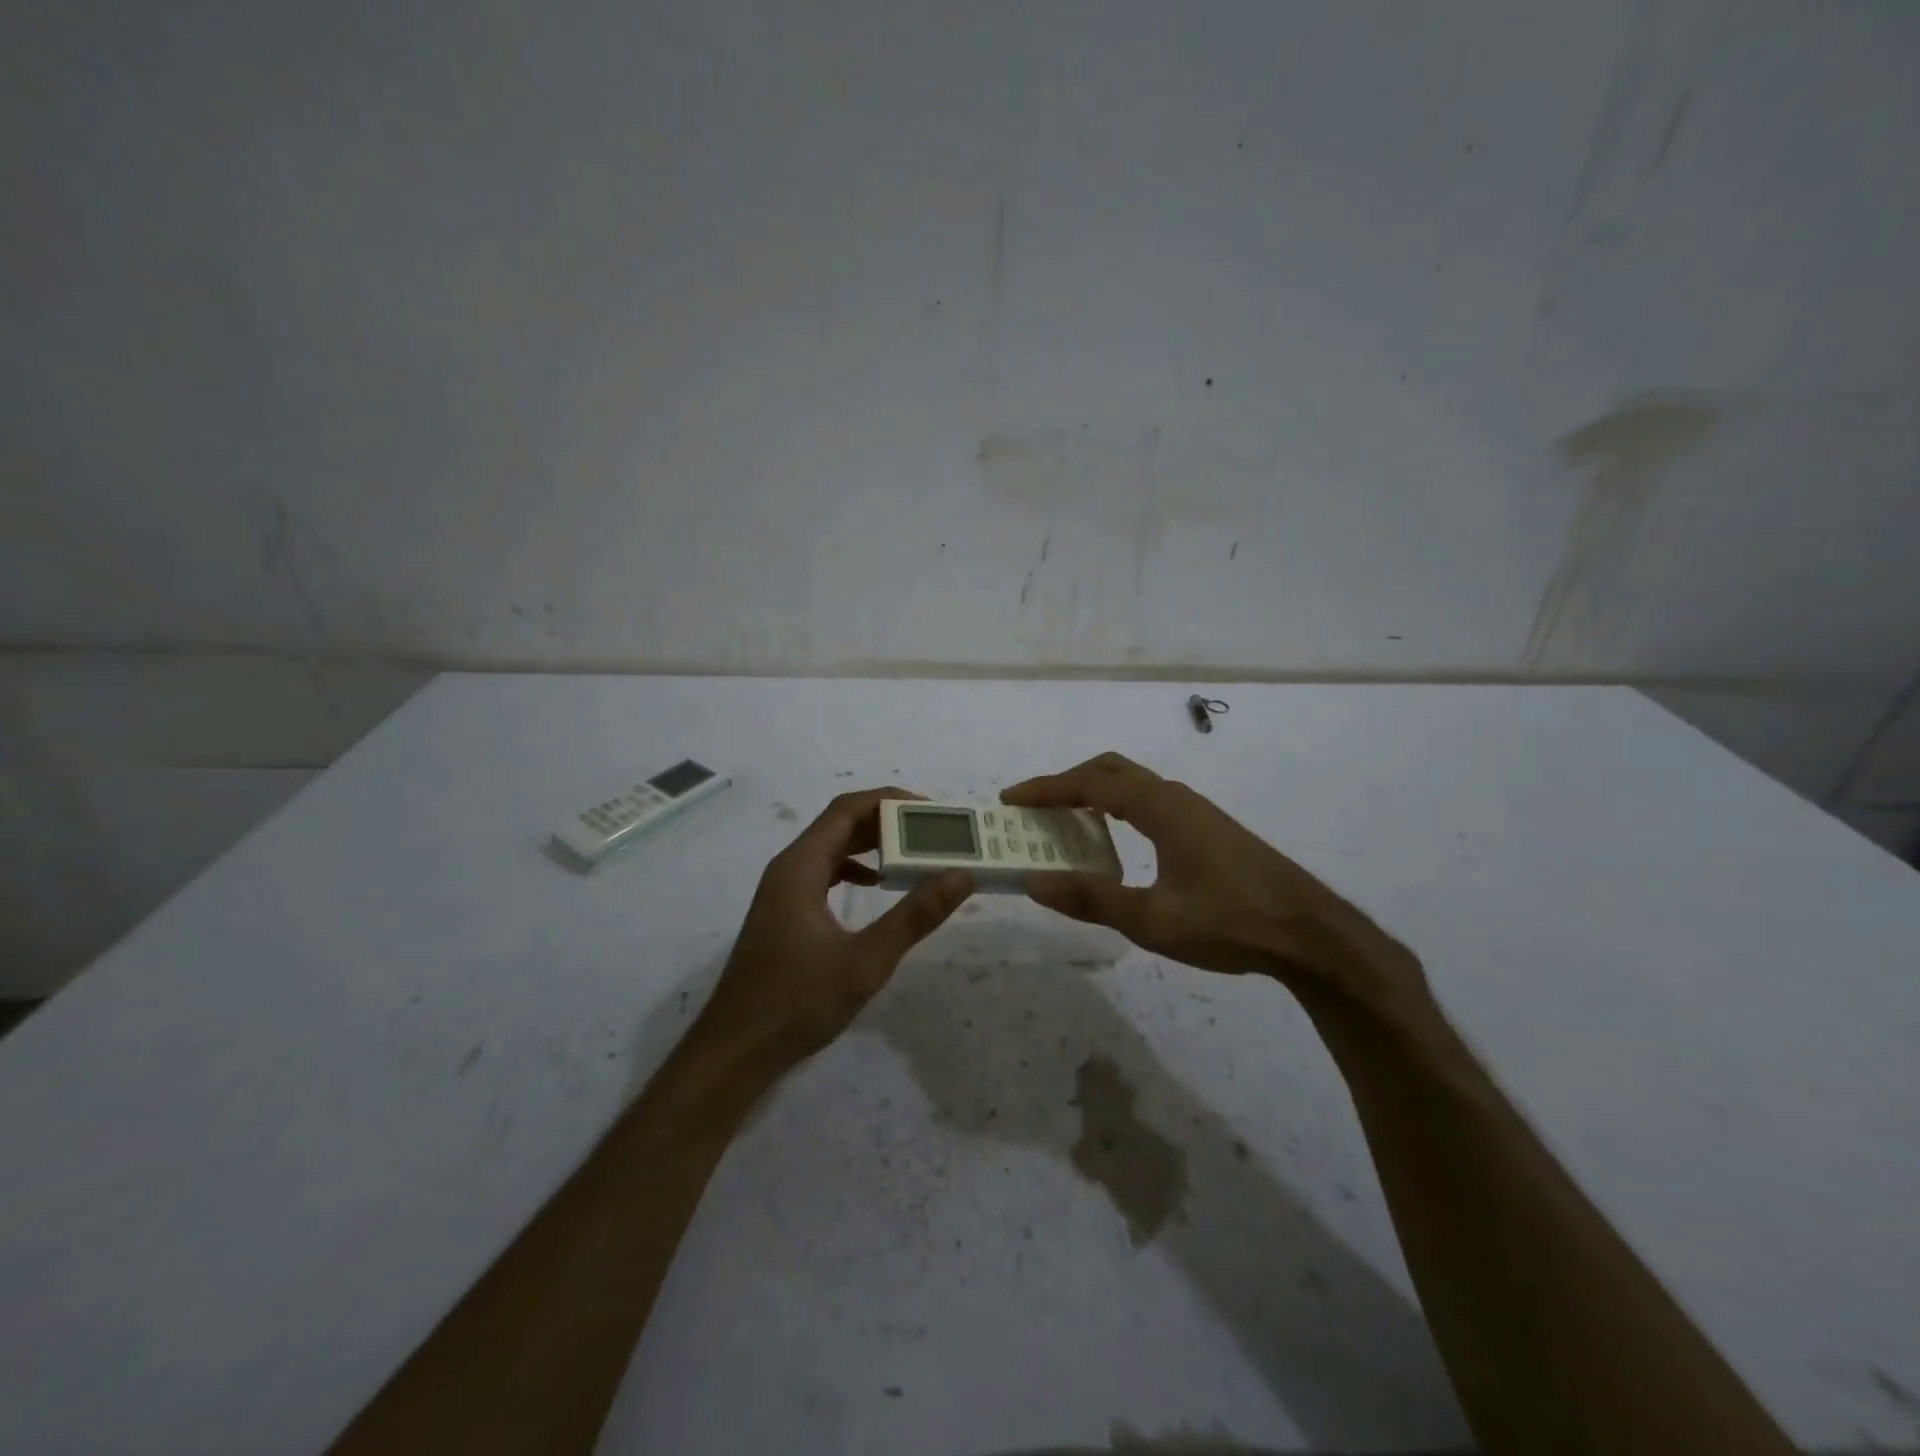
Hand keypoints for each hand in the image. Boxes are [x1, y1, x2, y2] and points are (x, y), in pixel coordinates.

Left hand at [701, 788, 973, 1068]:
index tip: (930, 810)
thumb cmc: (797, 1002)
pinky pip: (823, 874)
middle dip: (885, 821)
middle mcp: (788, 869)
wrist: (735, 1052)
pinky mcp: (784, 914)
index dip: (889, 800)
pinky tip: (877, 886)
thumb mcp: (865, 961)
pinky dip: (853, 870)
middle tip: (931, 831)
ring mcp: (782, 892)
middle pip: (839, 825)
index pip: (847, 810)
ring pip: (830, 850)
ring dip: (870, 845)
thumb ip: (915, 916)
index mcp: (800, 867)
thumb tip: (961, 876)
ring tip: (913, 853)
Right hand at [1003, 753, 1424, 1015]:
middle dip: (1067, 783)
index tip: (1012, 799)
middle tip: (1034, 808)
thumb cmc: (1230, 923)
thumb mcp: (1153, 920)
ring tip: (1065, 823)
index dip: (1047, 788)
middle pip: (1111, 771)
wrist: (1310, 933)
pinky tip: (1116, 841)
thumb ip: (1092, 899)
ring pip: (1133, 784)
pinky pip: (1149, 801)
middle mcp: (1176, 798)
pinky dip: (1117, 808)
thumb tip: (1034, 882)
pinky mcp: (1209, 829)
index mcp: (1160, 808)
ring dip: (1093, 794)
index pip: (1091, 783)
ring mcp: (1196, 811)